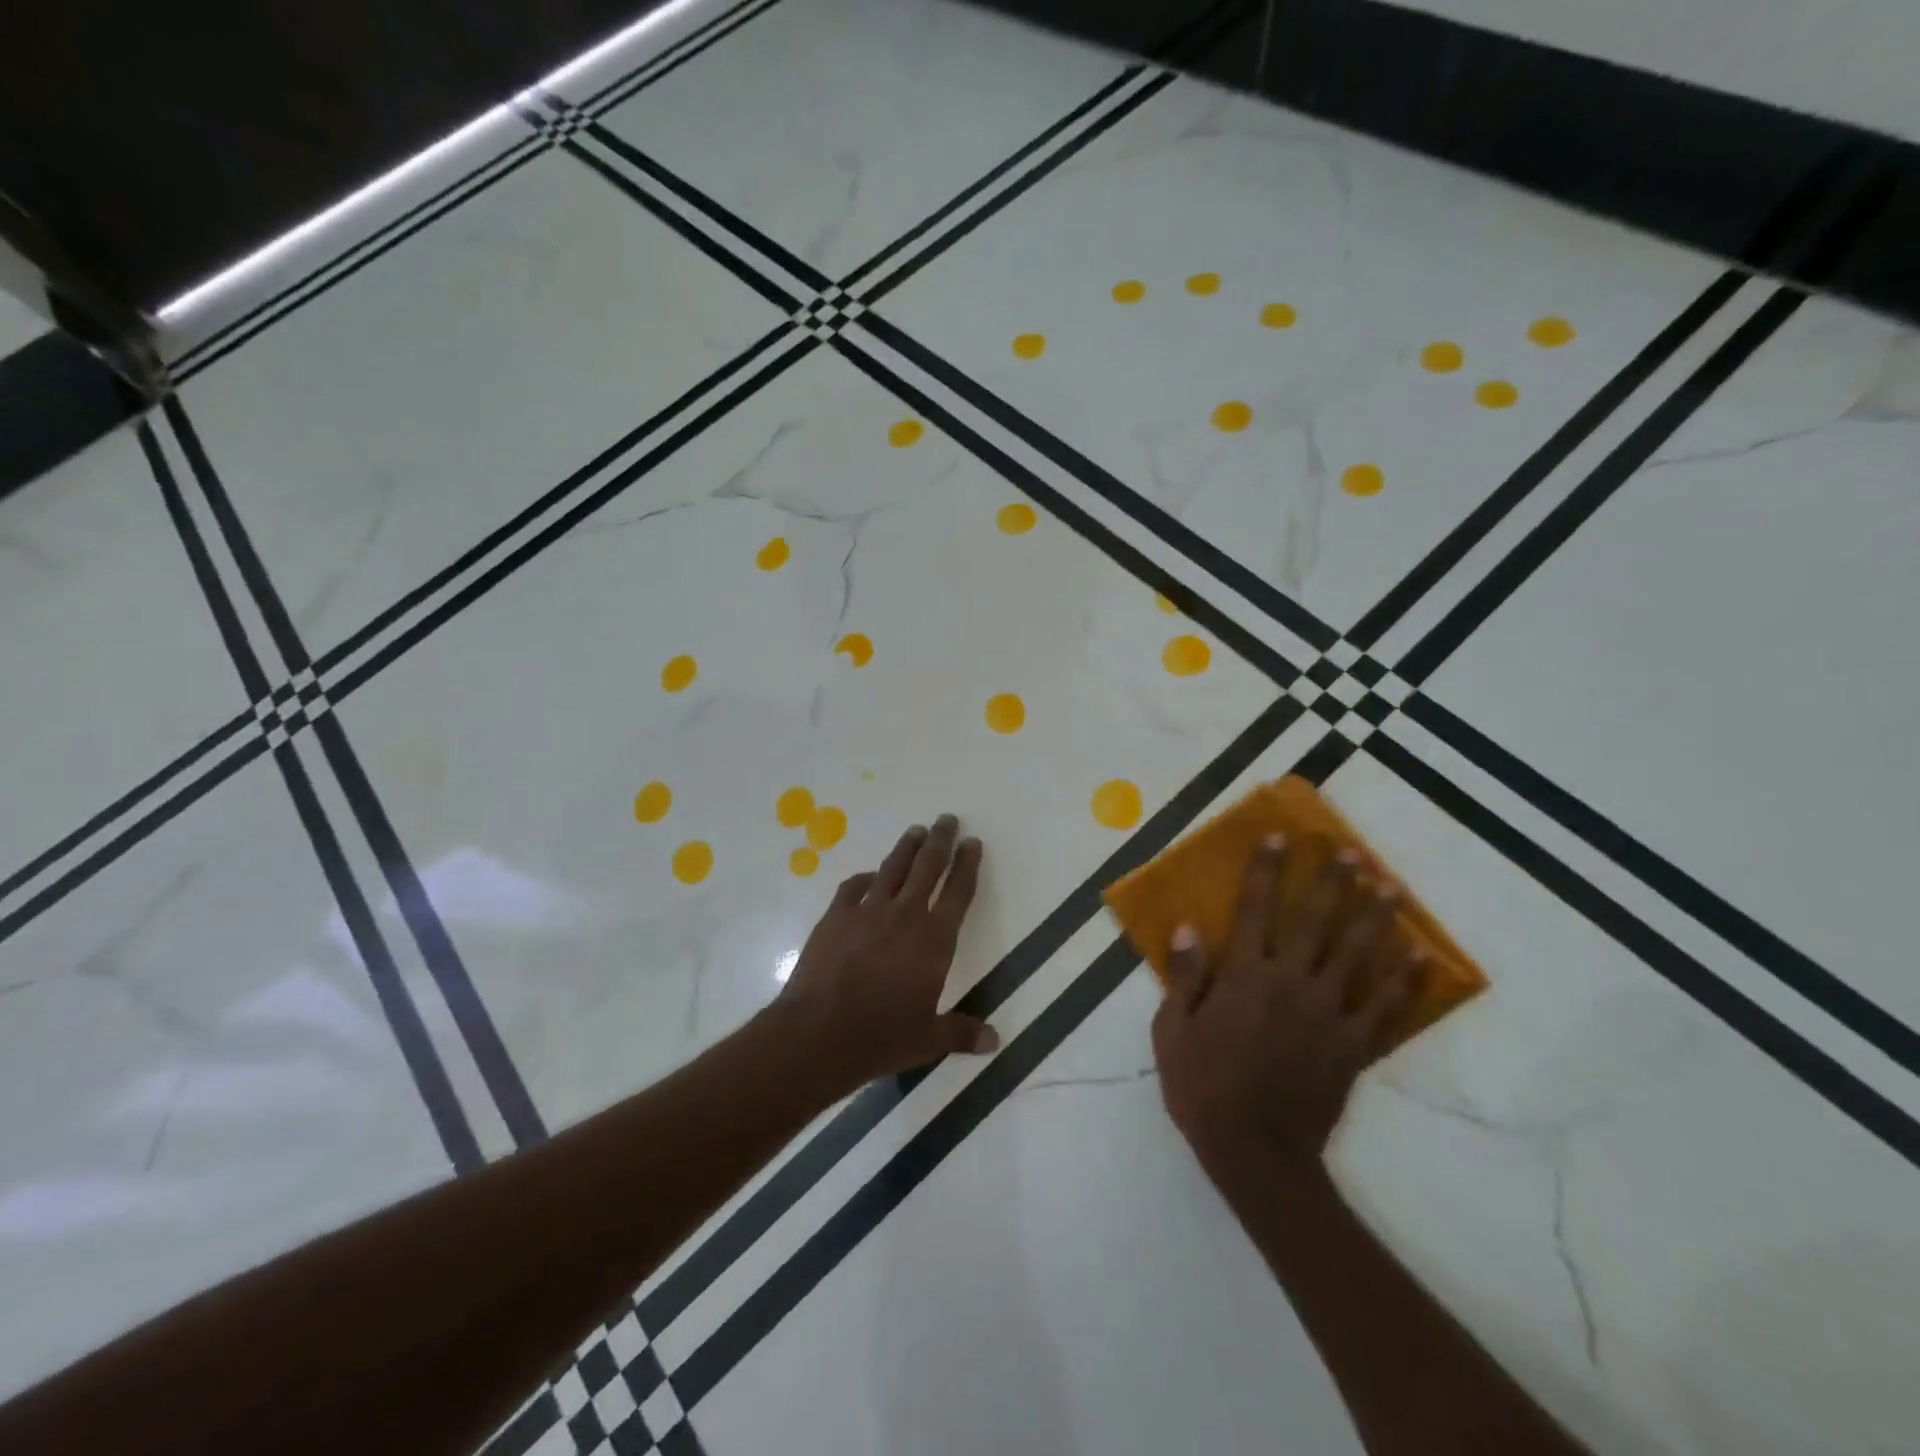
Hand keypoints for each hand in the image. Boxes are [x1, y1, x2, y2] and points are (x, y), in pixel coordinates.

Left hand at [775, 814, 998, 1086]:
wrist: (817, 1034)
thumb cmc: (880, 1037)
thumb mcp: (928, 1040)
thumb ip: (961, 1033)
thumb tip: (995, 1040)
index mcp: (934, 940)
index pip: (958, 893)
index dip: (968, 865)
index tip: (972, 843)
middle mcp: (904, 915)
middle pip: (927, 867)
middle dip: (940, 841)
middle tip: (947, 819)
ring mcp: (866, 912)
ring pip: (892, 868)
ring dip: (907, 847)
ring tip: (916, 830)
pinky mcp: (835, 917)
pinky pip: (854, 887)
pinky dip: (866, 878)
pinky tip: (870, 876)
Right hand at [1152, 835, 1419, 1184]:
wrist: (1255, 1154)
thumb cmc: (1202, 1087)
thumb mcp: (1171, 1031)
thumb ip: (1184, 977)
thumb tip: (1188, 927)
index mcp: (1244, 977)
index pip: (1254, 910)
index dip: (1264, 871)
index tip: (1277, 838)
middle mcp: (1290, 984)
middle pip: (1315, 922)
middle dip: (1331, 883)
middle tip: (1349, 851)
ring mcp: (1327, 1015)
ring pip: (1356, 956)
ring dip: (1374, 918)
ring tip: (1390, 887)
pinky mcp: (1353, 1047)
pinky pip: (1385, 1008)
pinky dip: (1404, 981)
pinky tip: (1420, 956)